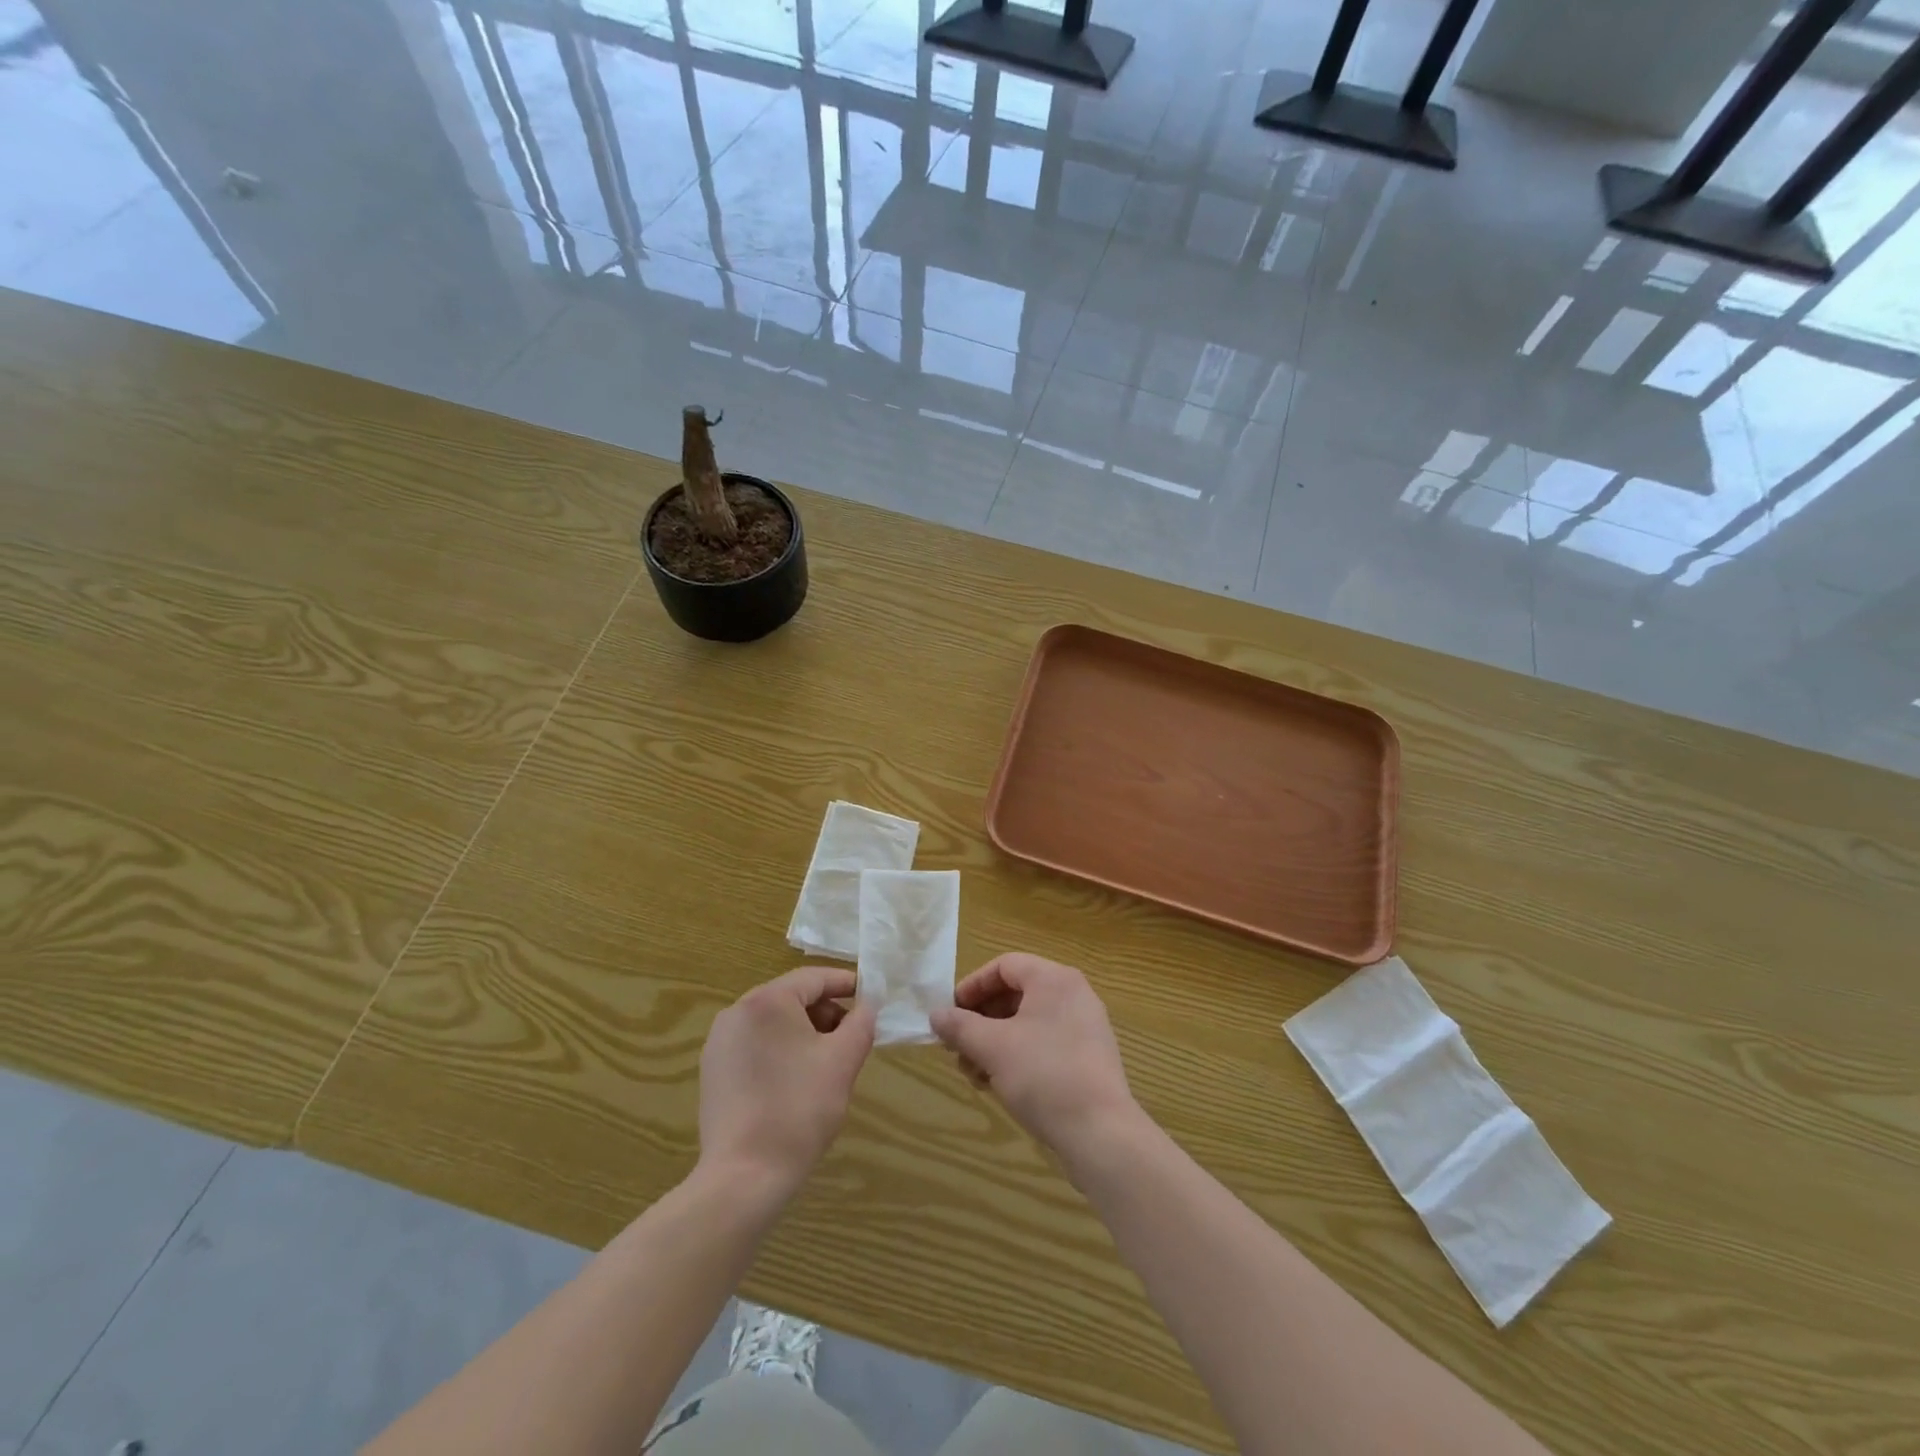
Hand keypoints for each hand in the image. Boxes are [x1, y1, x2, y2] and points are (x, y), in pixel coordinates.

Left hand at [698, 966, 875, 1199]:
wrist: (744, 1177)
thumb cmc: (799, 1109)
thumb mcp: (843, 1061)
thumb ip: (861, 1024)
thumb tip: (867, 1006)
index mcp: (767, 1001)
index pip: (814, 978)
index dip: (846, 984)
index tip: (870, 997)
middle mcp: (737, 1012)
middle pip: (792, 998)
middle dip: (826, 1012)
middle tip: (851, 1037)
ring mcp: (720, 1042)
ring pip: (773, 1022)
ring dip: (804, 1033)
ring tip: (827, 1062)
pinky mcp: (713, 1071)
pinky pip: (755, 1045)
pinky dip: (780, 1051)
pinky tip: (795, 1081)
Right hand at [930, 954, 1140, 1158]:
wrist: (1101, 1133)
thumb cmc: (1043, 1076)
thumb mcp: (992, 1048)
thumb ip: (960, 1026)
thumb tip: (936, 1015)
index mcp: (1054, 979)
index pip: (1004, 966)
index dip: (973, 986)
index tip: (950, 1013)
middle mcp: (1073, 994)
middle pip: (1016, 994)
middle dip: (981, 1020)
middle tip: (957, 1048)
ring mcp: (1085, 1027)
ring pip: (1028, 1022)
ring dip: (995, 1042)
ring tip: (973, 1074)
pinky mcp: (1089, 1058)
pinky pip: (1045, 1043)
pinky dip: (1018, 1055)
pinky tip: (998, 1084)